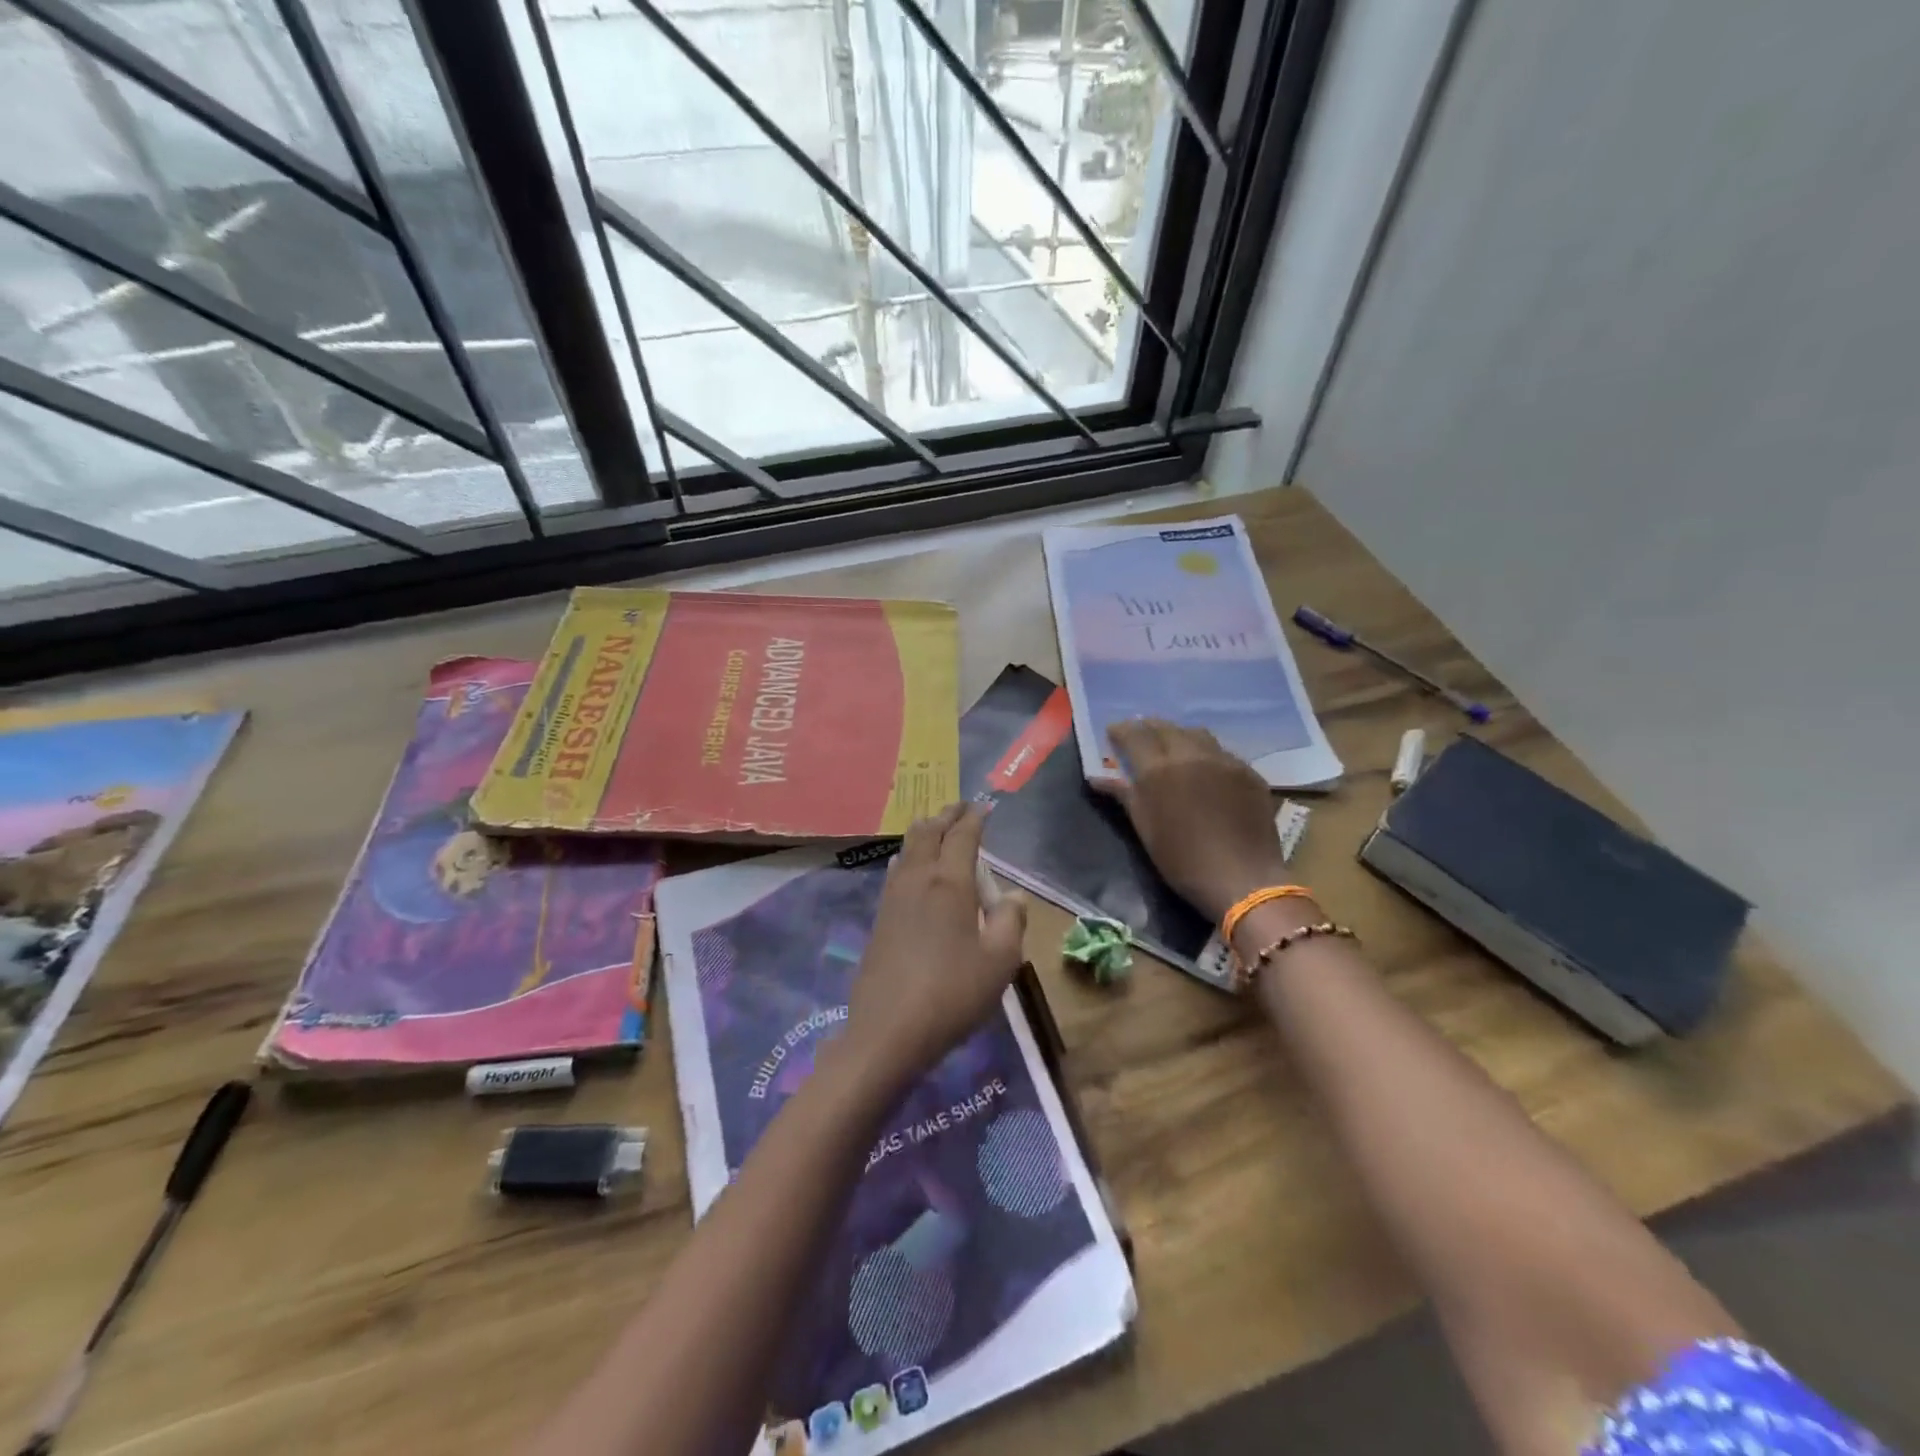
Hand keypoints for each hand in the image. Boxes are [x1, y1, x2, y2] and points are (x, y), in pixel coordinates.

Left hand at [841, 804, 1027, 1091]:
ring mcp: (893, 897)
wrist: (888, 1031)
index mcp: (950, 883)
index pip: (963, 836)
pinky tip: (907, 864)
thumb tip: (1013, 896)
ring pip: (907, 848)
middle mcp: (918, 879)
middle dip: (946, 815)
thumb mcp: (999, 962)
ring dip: (924, 831)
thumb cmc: (952, 994)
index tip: (985, 806)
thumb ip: (1010, 922)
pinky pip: (896, 870)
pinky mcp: (879, 918)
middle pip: (928, 832)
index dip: (975, 817)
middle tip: (961, 807)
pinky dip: (908, 855)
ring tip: (936, 827)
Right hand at [1097, 719, 1293, 923]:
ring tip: (1173, 745)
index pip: (1135, 736)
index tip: (1113, 731)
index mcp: (1159, 770)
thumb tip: (1098, 778)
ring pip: (1198, 734)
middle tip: (1140, 732)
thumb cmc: (1182, 860)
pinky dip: (1207, 753)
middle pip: (1167, 728)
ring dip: (1180, 735)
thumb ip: (1124, 795)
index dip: (1122, 730)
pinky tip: (1206, 769)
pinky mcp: (1250, 773)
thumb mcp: (1145, 829)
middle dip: (1150, 727)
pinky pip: (1223, 753)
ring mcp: (1225, 761)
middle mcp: (1192, 755)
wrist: (1242, 879)